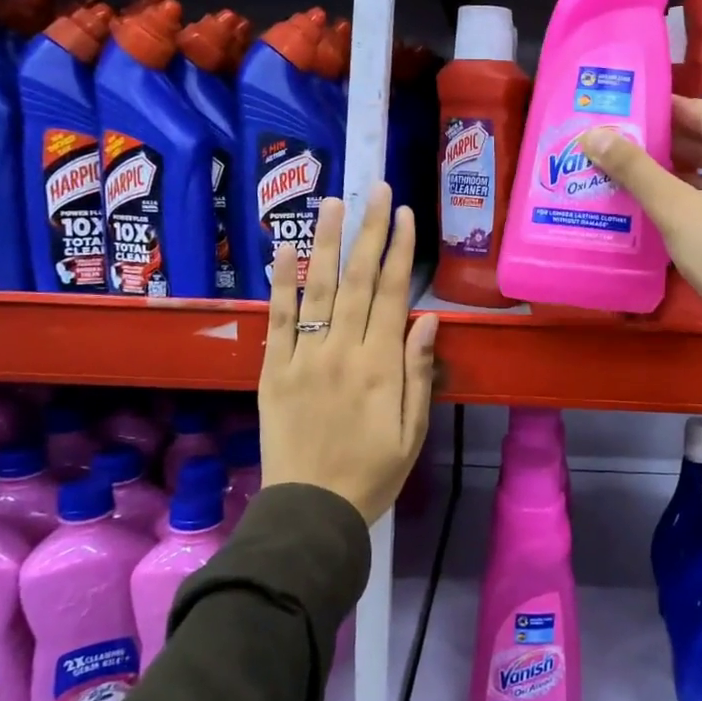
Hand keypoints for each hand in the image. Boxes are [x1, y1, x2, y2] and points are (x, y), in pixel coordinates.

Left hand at [260, 183, 439, 525]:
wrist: (312, 511)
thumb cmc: (373, 474)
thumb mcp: (412, 431)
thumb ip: (419, 372)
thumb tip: (428, 318)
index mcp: (382, 367)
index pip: (394, 294)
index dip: (401, 250)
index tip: (405, 214)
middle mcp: (343, 352)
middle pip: (360, 280)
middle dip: (370, 230)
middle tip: (376, 188)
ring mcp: (304, 358)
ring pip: (319, 289)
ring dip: (327, 242)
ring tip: (333, 201)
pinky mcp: (273, 370)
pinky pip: (278, 319)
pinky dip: (282, 283)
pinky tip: (284, 249)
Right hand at [583, 99, 701, 379]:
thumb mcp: (676, 209)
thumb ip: (634, 169)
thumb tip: (591, 134)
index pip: (696, 110)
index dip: (655, 109)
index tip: (613, 109)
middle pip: (699, 141)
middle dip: (654, 144)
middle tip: (604, 143)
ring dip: (662, 176)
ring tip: (613, 174)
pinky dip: (678, 202)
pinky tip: (642, 210)